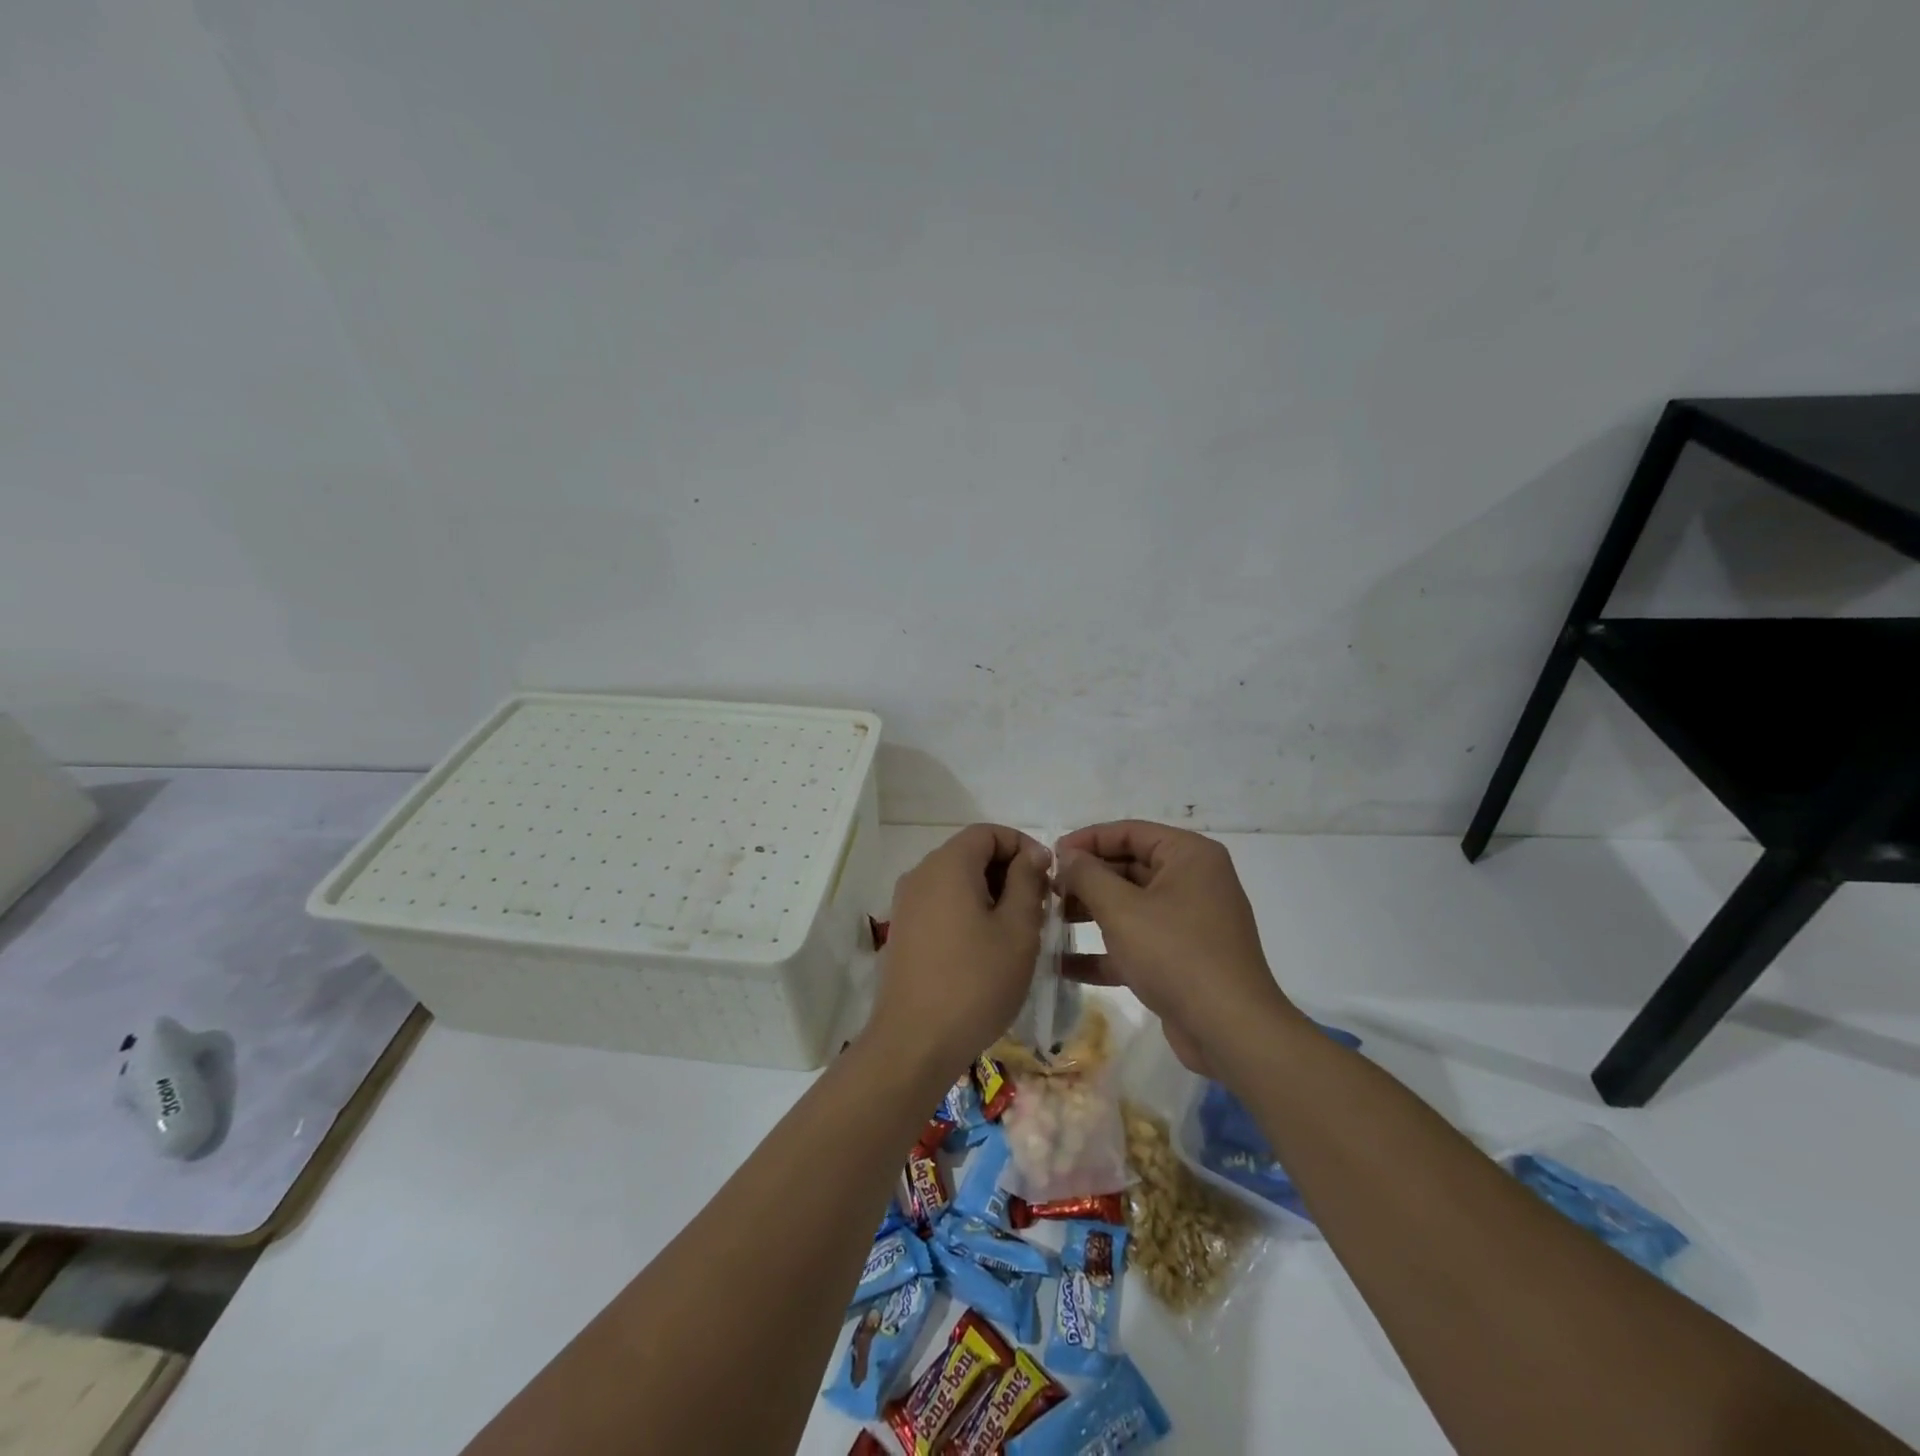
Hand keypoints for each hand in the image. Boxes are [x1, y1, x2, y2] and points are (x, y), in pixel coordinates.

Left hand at [870, 824, 1050, 1078]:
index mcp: (948, 865)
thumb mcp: (1018, 929)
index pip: (988, 832)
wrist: (914, 1042)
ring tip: (1017, 931)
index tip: (1047, 879)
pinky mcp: (903, 931)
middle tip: (1038, 909)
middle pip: (970, 853)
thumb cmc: (976, 982)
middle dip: (1008, 872)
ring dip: (990, 894)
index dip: (1022, 846)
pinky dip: (968, 911)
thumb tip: (1033, 853)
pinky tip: (986, 948)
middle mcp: (921, 874)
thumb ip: (1027, 882)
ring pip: (956, 881)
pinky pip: (941, 904)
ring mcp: (907, 904)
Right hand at [1055, 821, 1301, 1074]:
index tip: (1051, 857)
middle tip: (1047, 891)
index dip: (1087, 841)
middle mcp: (1193, 881)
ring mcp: (1189, 922)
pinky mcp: (1182, 959)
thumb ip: (1088, 875)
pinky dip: (1106, 950)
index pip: (1130, 832)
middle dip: (1086, 880)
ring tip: (1049, 922)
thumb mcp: (1122, 909)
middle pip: (1129, 867)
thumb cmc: (1175, 954)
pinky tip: (1064, 964)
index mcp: (1189, 856)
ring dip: (1091, 913)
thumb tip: (1067, 855)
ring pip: (1131, 906)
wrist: (1230, 1030)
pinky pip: (1138, 943)